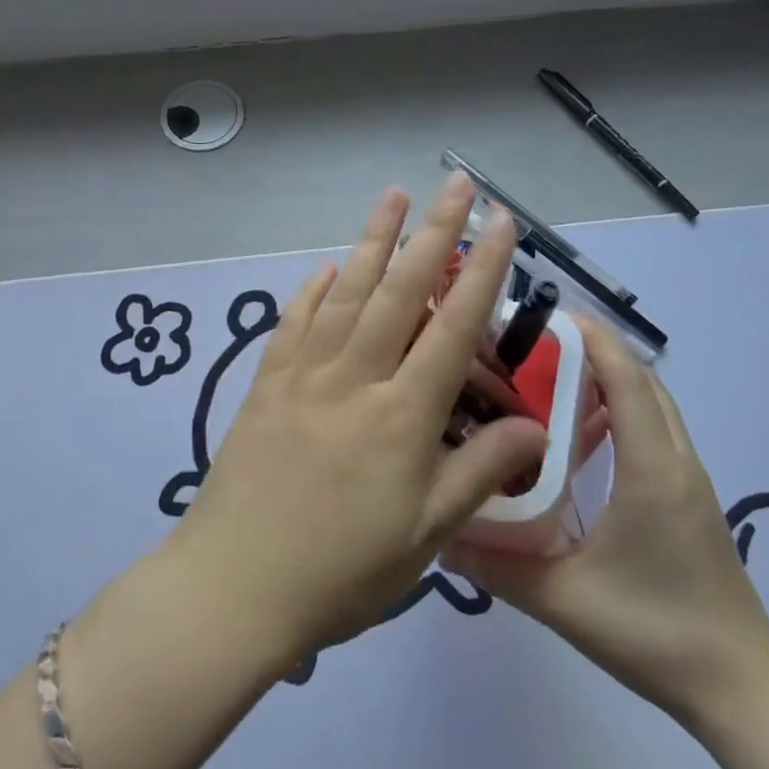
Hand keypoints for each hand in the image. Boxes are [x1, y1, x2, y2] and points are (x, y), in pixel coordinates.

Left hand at [170, 175, 548, 663]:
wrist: (235, 584)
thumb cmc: (341, 570)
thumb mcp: (427, 535)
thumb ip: (479, 472)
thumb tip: (533, 425)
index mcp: (402, 414)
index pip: (453, 325)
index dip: (482, 270)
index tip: (502, 223)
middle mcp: (353, 377)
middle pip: (400, 291)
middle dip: (433, 233)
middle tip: (456, 185)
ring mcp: (303, 375)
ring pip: (345, 292)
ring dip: (372, 241)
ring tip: (393, 198)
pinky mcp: (266, 385)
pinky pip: (293, 322)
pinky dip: (313, 290)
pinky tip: (326, 269)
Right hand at [445, 314, 768, 736]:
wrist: (741, 688)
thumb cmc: (655, 633)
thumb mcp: (563, 600)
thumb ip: (496, 566)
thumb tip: (439, 534)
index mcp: (651, 470)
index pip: (627, 380)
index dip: (590, 339)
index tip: (542, 317)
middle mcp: (675, 461)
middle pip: (642, 381)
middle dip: (592, 352)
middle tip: (529, 350)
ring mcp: (688, 480)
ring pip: (651, 405)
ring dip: (607, 380)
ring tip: (546, 383)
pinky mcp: (688, 499)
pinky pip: (654, 431)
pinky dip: (620, 412)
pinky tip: (577, 439)